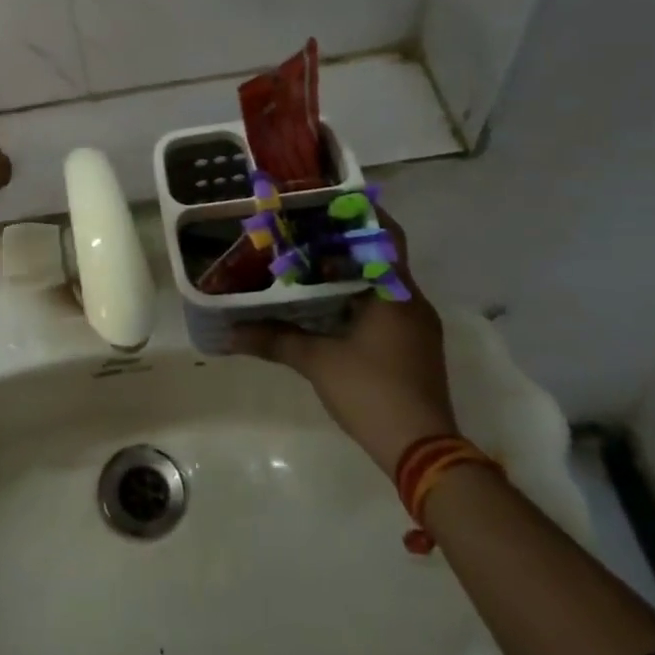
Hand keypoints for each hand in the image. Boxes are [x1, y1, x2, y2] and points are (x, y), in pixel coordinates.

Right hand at [229, 209, 457, 474]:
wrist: (424, 452)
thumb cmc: (373, 392)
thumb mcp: (317, 362)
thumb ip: (274, 340)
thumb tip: (230, 333)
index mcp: (395, 292)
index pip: (385, 235)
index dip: (360, 214)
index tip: (326, 202)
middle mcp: (411, 301)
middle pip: (381, 257)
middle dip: (344, 242)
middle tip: (302, 231)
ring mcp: (417, 327)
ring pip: (382, 284)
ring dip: (350, 272)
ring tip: (307, 263)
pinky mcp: (414, 348)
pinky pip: (385, 307)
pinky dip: (358, 298)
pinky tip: (326, 306)